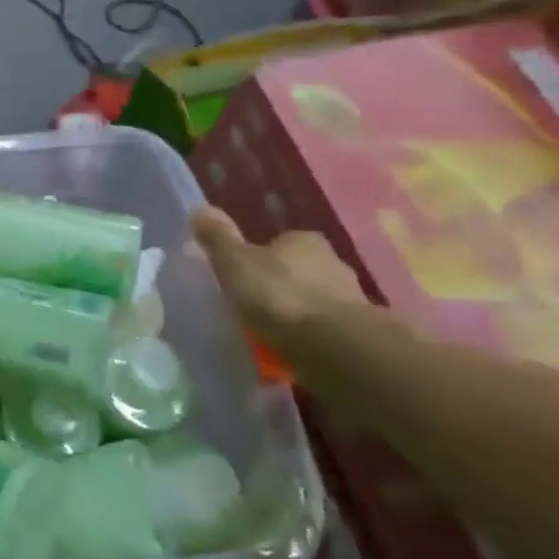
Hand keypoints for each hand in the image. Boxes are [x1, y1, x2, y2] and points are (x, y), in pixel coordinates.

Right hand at [190, 207, 366, 351]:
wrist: (335, 347)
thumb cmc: (279, 295)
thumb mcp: (235, 263)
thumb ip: (218, 238)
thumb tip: (199, 209)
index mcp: (304, 241)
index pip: (280, 242)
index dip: (259, 256)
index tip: (241, 275)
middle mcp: (333, 263)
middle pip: (299, 270)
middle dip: (279, 284)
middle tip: (252, 304)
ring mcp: (351, 299)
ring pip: (314, 300)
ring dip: (296, 312)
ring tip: (270, 332)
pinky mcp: (359, 333)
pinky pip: (324, 329)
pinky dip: (309, 336)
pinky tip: (291, 349)